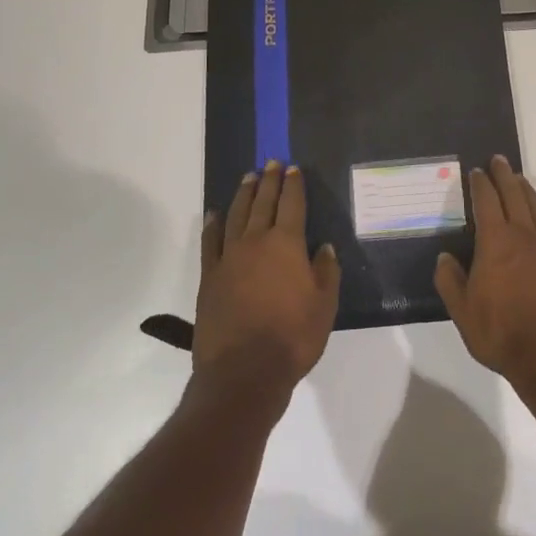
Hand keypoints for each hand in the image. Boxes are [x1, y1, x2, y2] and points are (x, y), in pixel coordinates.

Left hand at [194, 162, 341, 403]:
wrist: (243, 372)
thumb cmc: (292, 338)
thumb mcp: (324, 306)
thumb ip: (326, 272)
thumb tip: (324, 247)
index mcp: (287, 245)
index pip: (293, 206)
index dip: (294, 186)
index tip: (293, 169)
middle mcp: (257, 242)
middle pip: (263, 203)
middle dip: (269, 181)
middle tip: (271, 163)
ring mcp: (229, 258)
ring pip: (236, 215)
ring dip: (244, 194)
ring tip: (248, 178)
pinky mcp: (209, 277)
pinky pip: (210, 242)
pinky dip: (213, 224)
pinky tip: (215, 214)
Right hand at [435, 157, 535, 392]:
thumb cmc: (501, 332)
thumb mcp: (462, 311)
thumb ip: (450, 281)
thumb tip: (444, 257)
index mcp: (495, 242)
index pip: (486, 202)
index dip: (480, 184)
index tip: (476, 171)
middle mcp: (523, 236)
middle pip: (514, 195)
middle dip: (504, 175)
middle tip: (499, 160)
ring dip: (526, 190)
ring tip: (519, 179)